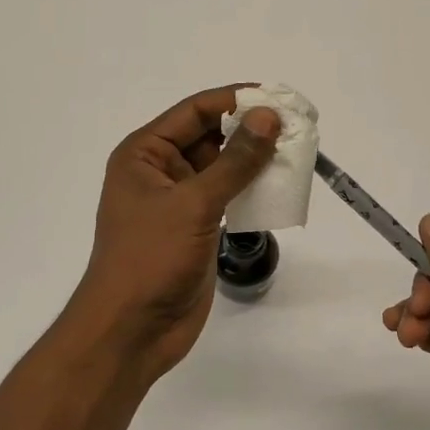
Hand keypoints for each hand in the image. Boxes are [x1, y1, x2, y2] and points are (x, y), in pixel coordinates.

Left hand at [70, 86, 279, 380]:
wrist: (132, 331)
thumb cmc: (150, 258)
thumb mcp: (194, 203)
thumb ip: (235, 161)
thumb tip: (268, 117)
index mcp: (145, 154)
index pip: (195, 111)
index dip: (235, 100)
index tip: (277, 98)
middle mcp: (160, 171)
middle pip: (211, 136)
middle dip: (250, 130)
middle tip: (297, 125)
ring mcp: (180, 201)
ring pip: (223, 168)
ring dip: (256, 160)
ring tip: (298, 152)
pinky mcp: (197, 228)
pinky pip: (229, 197)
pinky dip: (253, 190)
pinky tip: (282, 186)